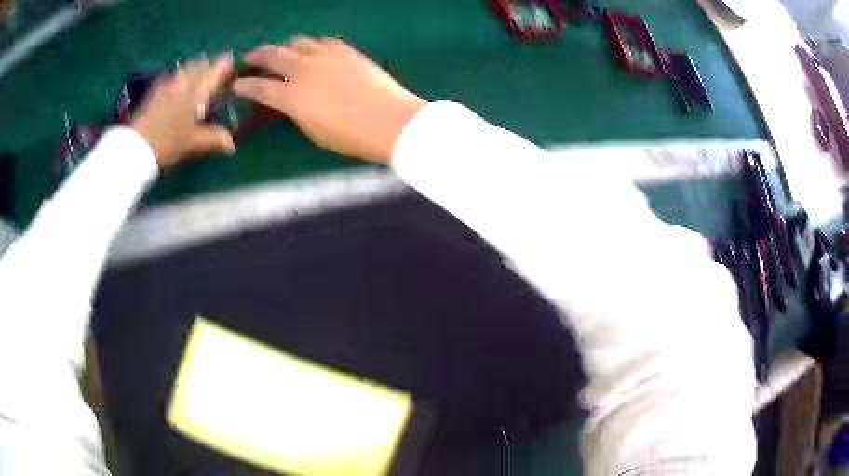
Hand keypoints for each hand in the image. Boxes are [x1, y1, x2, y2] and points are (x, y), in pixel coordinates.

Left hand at [130, 55, 235, 169]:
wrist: (136, 146)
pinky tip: (175, 89)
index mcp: (198, 88)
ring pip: (184, 69)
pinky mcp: (153, 92)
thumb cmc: (169, 142)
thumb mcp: (195, 143)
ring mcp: (167, 84)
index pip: (217, 68)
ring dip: (192, 70)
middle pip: (199, 64)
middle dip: (208, 66)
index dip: (226, 65)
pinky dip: (176, 80)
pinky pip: (170, 78)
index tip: (232, 67)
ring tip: (195, 80)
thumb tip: (232, 144)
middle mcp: (184, 80)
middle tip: (213, 75)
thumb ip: (215, 139)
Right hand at [233, 37, 426, 162]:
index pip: (259, 88)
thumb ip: (296, 113)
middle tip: (250, 58)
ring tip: (281, 53)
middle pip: (273, 56)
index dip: (244, 85)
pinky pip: (322, 41)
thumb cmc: (352, 137)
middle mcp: (304, 70)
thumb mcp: (314, 133)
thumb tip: (288, 101)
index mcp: (292, 97)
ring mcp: (326, 56)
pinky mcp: (346, 51)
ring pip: (297, 43)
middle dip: (257, 56)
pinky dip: (311, 44)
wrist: (392, 121)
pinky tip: (311, 49)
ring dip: (284, 47)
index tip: (236, 84)